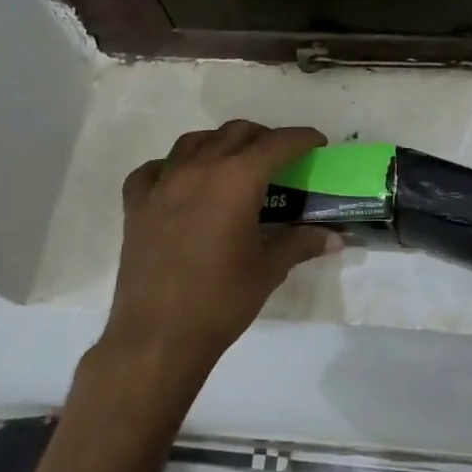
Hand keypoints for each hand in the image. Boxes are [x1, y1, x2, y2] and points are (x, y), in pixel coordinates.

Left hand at [100, 121, 341, 387]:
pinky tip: (183, 182)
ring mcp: (162, 184)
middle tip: (280, 158)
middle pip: (236, 133)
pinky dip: (173, 166)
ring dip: (220, 143)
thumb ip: (301, 243)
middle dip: (264, 138)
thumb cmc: (221, 301)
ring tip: (234, 163)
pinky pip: (155, 169)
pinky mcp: (136, 204)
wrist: (157, 338)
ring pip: (194, 141)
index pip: (276, 143)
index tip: (317, 143)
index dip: (302, 138)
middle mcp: (199, 169)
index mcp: (236, 180)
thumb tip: (335, 237)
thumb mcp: (269, 269)